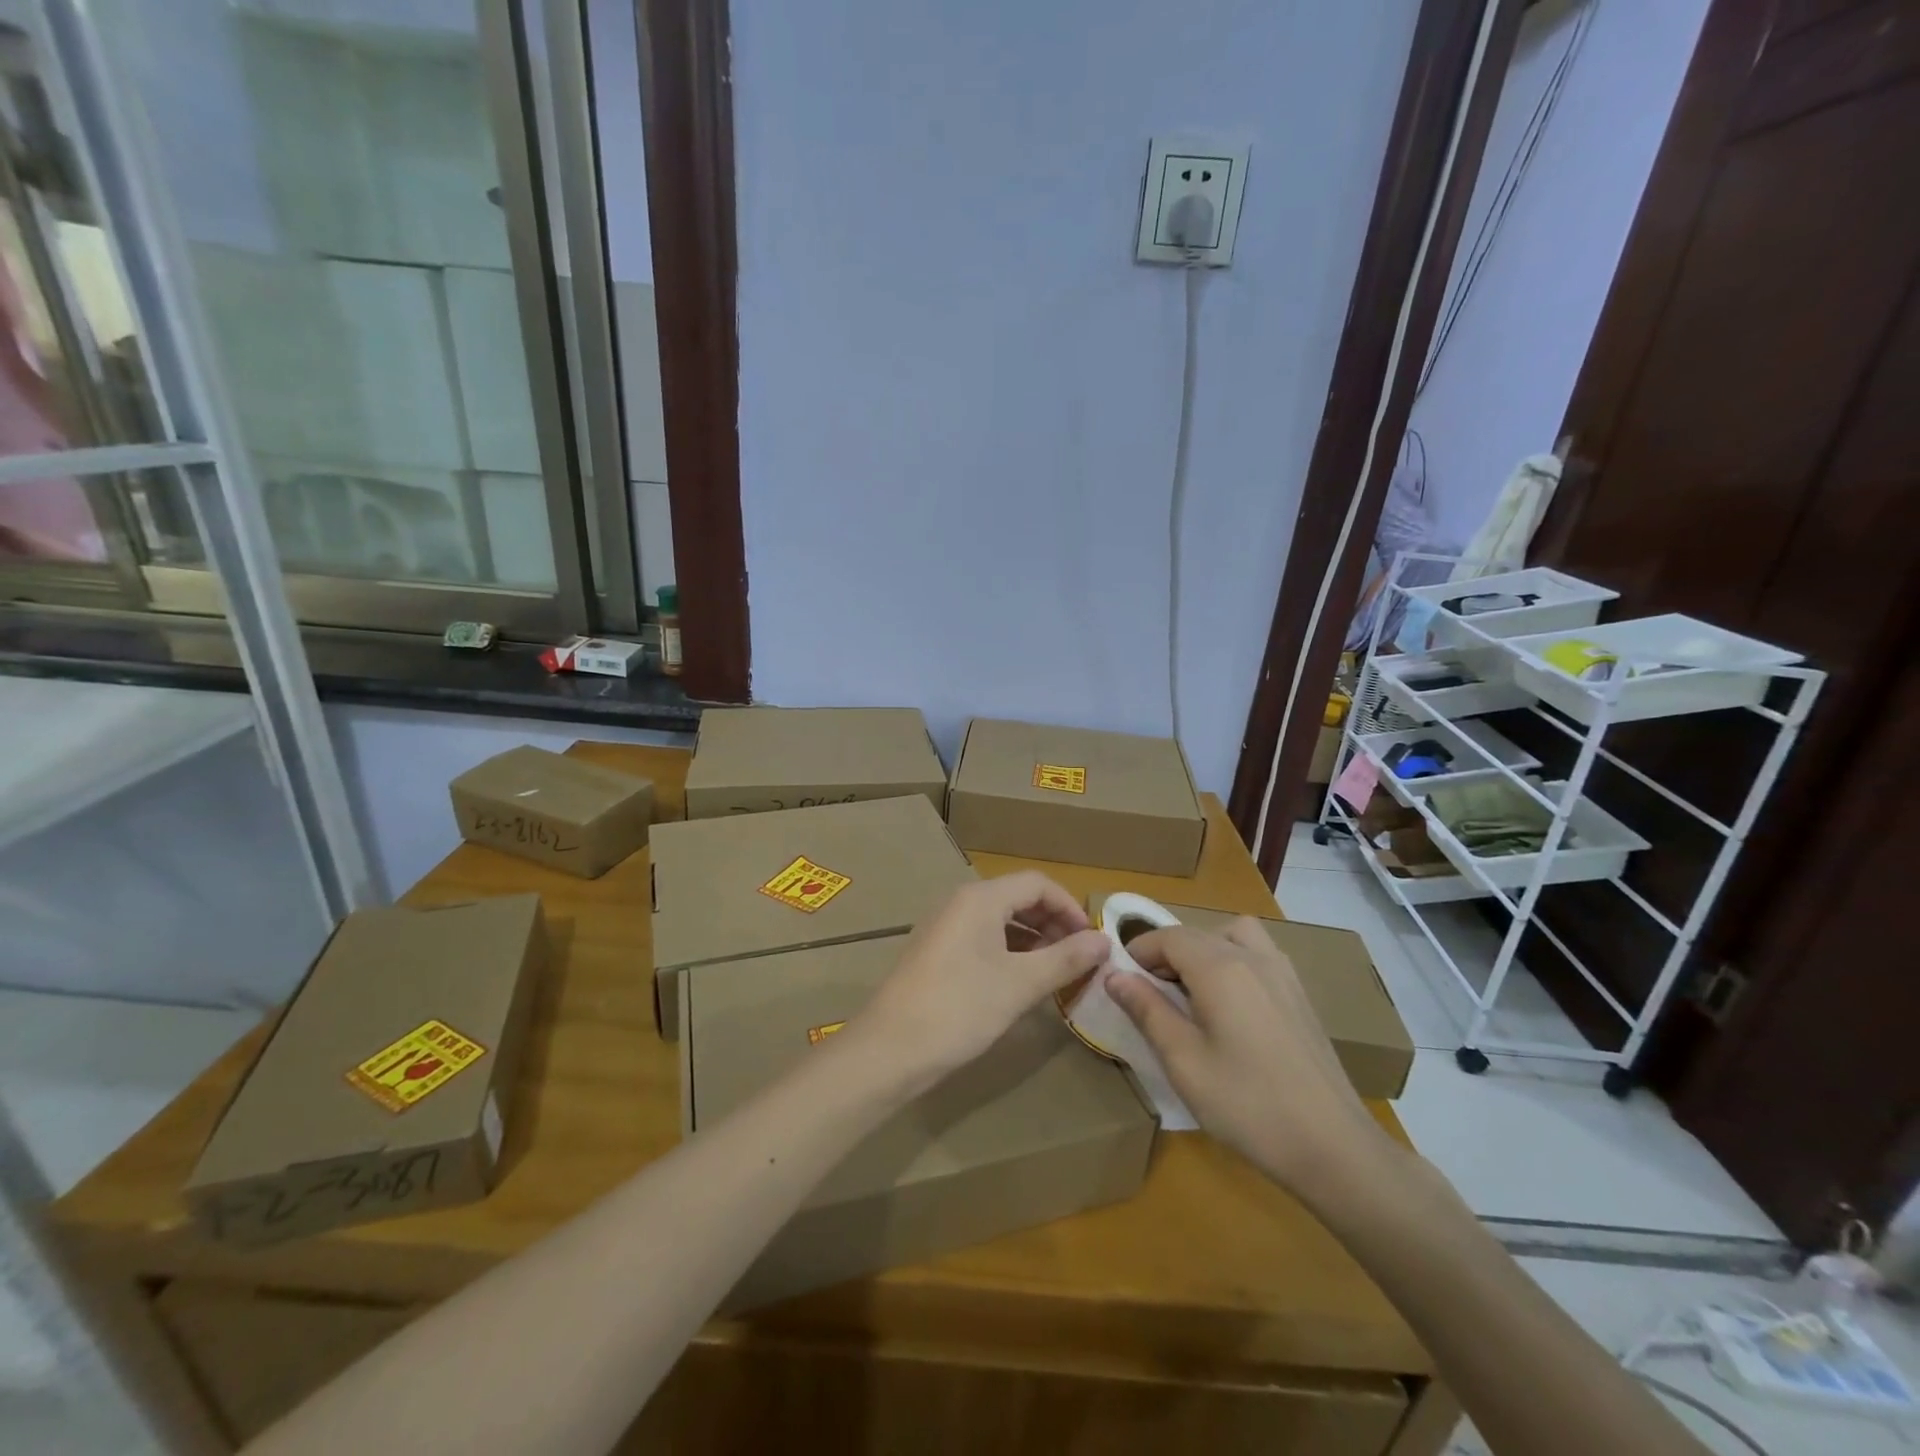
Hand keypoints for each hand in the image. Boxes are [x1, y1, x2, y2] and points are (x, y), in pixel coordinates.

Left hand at [853, 872, 1111, 1091]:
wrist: (889, 1049)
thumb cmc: (959, 1008)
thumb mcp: (1020, 984)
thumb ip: (1065, 959)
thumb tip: (1104, 940)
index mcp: (980, 898)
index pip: (1037, 884)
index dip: (1070, 907)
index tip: (1092, 941)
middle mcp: (960, 903)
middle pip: (1018, 898)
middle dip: (1054, 924)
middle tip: (1079, 960)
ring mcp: (945, 927)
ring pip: (1000, 921)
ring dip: (1033, 941)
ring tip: (1058, 973)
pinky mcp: (936, 953)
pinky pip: (983, 940)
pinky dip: (1010, 953)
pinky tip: (1023, 982)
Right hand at [1106, 920, 1392, 1193]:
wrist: (1333, 1147)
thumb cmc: (1248, 1104)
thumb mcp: (1183, 1061)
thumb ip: (1147, 1010)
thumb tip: (1114, 975)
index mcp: (1220, 967)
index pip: (1168, 937)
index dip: (1139, 951)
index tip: (1120, 980)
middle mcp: (1254, 957)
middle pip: (1198, 933)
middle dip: (1166, 953)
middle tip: (1150, 992)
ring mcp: (1283, 974)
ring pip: (1234, 936)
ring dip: (1205, 949)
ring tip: (1192, 991)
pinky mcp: (1300, 996)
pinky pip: (1259, 955)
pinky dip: (1234, 961)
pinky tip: (1231, 1008)